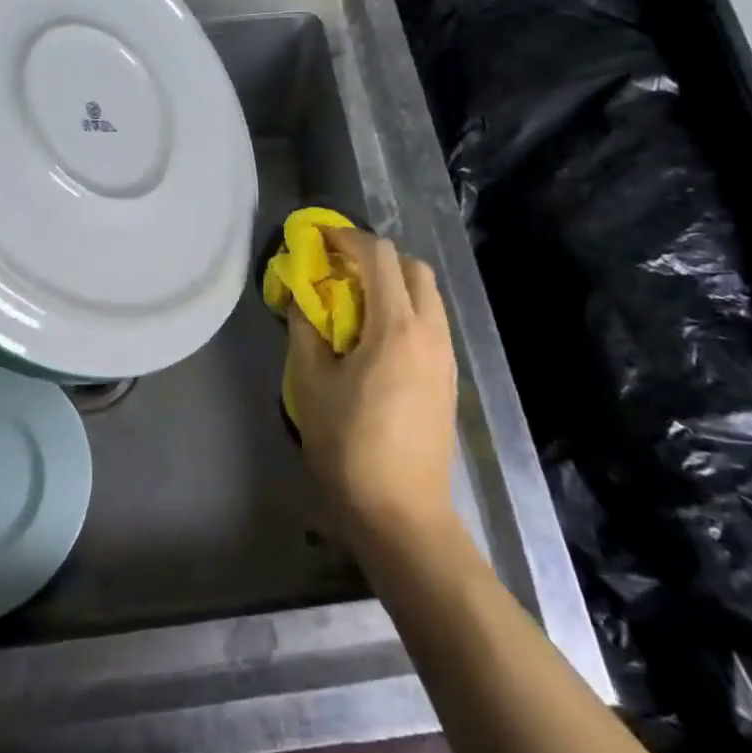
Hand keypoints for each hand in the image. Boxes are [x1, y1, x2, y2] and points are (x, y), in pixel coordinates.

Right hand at [285, 227, 458, 543]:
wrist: (402, 513)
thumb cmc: (349, 447)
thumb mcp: (311, 384)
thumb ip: (305, 331)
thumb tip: (303, 300)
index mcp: (397, 327)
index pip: (380, 257)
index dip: (348, 239)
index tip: (320, 239)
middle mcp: (431, 332)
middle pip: (413, 269)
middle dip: (376, 258)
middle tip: (340, 270)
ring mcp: (446, 357)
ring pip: (427, 297)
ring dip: (393, 285)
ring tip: (354, 303)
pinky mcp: (448, 380)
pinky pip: (430, 324)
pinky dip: (404, 311)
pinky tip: (375, 339)